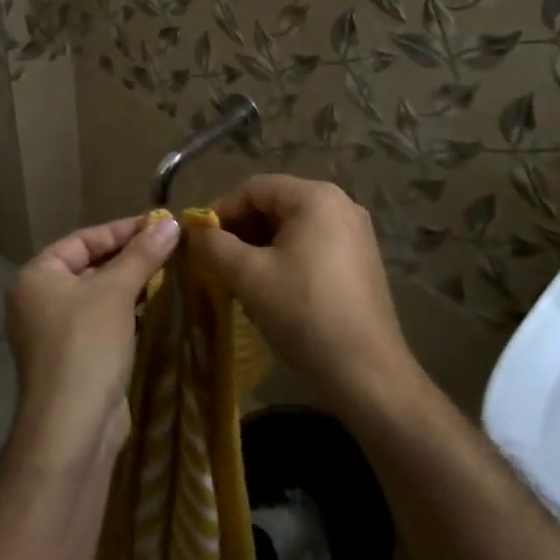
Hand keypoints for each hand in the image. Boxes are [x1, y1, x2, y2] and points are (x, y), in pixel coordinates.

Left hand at [4, 214, 180, 460]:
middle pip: (89, 265)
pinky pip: (101, 322)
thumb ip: (143, 254)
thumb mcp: (117, 291)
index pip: (83, 239)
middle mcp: (38, 300)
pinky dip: (125, 312)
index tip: (161, 224)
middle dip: (129, 257)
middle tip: (169, 247)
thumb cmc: (87, 345)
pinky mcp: (72, 358)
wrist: (72, 427)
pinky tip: (153, 306)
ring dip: (130, 284)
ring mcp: (53, 332)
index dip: (122, 230)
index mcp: (37, 276)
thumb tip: (170, 222)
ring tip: (169, 272)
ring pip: (97, 295)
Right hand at [186, 175, 416, 411]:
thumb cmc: (303, 312)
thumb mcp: (248, 276)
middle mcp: (341, 204)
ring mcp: (356, 233)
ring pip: (293, 227)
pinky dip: (285, 258)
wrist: (365, 370)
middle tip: (216, 262)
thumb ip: (214, 246)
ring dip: (260, 247)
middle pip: (275, 204)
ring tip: (239, 279)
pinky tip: (272, 289)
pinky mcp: (361, 260)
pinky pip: (313, 245)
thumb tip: (193, 232)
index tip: (200, 243)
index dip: (221, 211)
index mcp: (316, 197)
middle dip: (241, 231)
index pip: (254, 188)